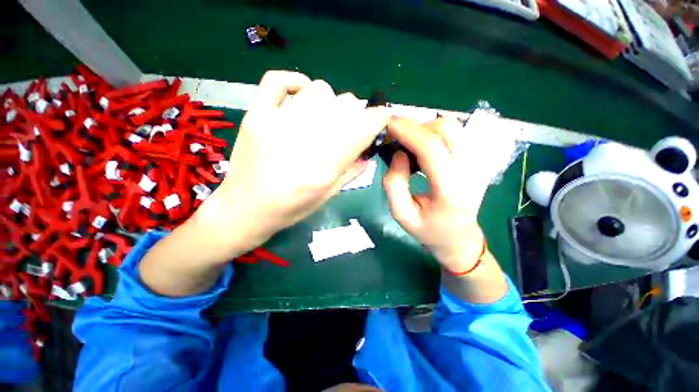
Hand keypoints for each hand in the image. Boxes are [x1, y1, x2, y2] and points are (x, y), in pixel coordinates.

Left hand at [195, 71, 389, 257]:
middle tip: (351, 127)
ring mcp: (276, 123)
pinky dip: (296, 82)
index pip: (363, 128)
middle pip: (345, 105)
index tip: (381, 119)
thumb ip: (350, 171)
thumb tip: (368, 151)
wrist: (244, 209)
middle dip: (356, 113)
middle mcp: (303, 140)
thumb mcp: (327, 196)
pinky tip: (302, 97)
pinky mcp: (256, 115)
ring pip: (319, 90)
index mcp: (324, 166)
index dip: (378, 118)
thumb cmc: (290, 209)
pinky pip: (278, 80)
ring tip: (326, 118)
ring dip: (331, 102)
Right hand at [383, 117, 491, 273]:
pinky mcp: (478, 159)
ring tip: (409, 145)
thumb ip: (394, 184)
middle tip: (397, 139)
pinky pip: (455, 133)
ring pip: (453, 127)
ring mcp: (478, 163)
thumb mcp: (401, 214)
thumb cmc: (428, 230)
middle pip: (446, 129)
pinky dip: (435, 133)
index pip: (432, 149)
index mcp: (451, 191)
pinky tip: (424, 149)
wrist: (459, 236)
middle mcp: (471, 171)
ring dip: (426, 129)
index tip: (388, 124)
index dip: (408, 131)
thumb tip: (398, 153)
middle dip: (416, 128)